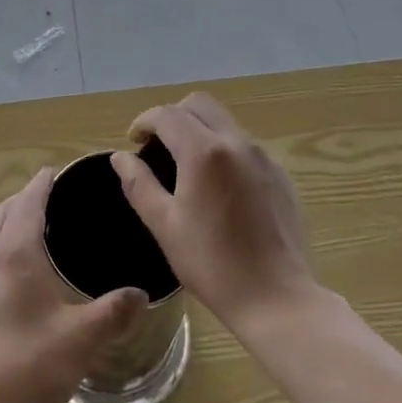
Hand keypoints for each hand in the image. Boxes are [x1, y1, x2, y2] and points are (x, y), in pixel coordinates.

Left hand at [0, 169, 147, 402]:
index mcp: (15, 253)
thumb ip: (114, 313)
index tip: (55, 171)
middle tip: (49, 199)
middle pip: (2, 214)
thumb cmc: (26, 366)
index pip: (28, 202)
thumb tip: (141, 293)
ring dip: (7, 224)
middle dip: (22, 200)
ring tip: (33, 234)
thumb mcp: (81, 340)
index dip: (42, 184)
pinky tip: (13, 280)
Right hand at [112, 93, 314, 331]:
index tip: (134, 141)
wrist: (276, 297)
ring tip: (187, 165)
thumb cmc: (212, 263)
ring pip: (225, 121)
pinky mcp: (280, 174)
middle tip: (159, 146)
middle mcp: (236, 142)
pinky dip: (224, 148)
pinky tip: (219, 185)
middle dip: (174, 116)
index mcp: (203, 151)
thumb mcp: (164, 225)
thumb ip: (138, 184)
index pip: (167, 114)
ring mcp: (263, 156)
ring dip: (200, 129)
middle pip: (200, 104)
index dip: (144, 121)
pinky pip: (245, 145)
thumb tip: (120, 157)